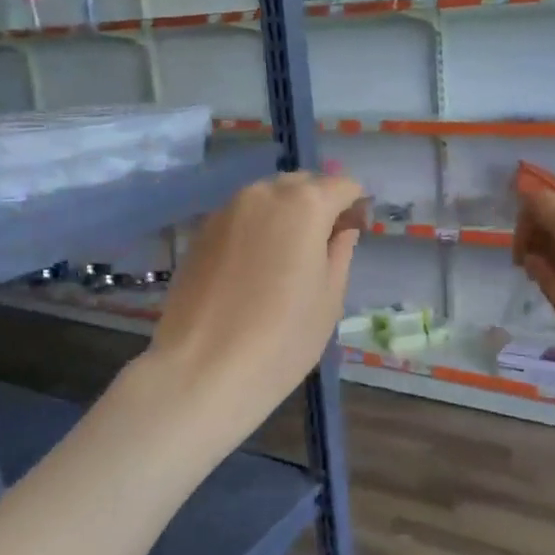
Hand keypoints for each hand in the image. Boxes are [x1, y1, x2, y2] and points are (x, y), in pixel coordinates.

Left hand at [145, 172, 363, 429]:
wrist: (203, 370)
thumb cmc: (283, 337)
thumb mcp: (329, 297)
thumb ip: (340, 251)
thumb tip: (342, 229)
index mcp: (305, 204)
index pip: (342, 185)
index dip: (355, 206)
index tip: (355, 234)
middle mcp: (263, 194)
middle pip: (302, 185)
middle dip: (319, 204)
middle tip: (324, 247)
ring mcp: (226, 211)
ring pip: (267, 199)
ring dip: (285, 216)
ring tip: (288, 260)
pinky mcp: (200, 233)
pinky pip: (241, 218)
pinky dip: (257, 230)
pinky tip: (255, 270)